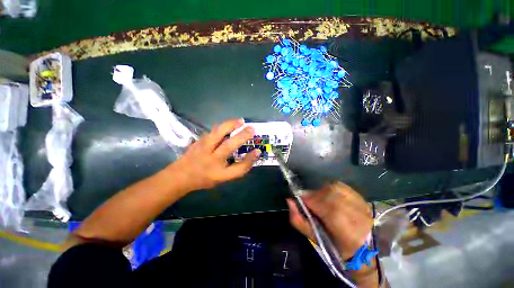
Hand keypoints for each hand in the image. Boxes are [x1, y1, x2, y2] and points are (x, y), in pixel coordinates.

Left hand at [170, 118, 259, 191]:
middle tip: (252, 129)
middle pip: (229, 145)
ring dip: (231, 125)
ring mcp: (203, 148)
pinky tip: (230, 124)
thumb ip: (238, 168)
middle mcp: (211, 160)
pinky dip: (223, 126)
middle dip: (242, 136)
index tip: (257, 151)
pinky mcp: (199, 141)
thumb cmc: (205, 178)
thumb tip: (253, 153)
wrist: (180, 175)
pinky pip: (213, 131)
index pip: (238, 168)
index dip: (249, 160)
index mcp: (218, 173)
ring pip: (218, 133)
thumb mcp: (223, 178)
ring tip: (241, 121)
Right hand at [287, 182, 372, 259]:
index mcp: (346, 231)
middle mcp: (356, 214)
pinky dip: (331, 189)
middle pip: (329, 194)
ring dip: (322, 192)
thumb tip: (289, 201)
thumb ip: (298, 219)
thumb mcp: (314, 237)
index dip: (310, 201)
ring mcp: (361, 204)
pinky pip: (341, 186)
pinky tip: (330, 196)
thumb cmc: (335, 246)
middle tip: (311, 202)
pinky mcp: (361, 197)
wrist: (362, 248)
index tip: (302, 202)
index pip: (325, 207)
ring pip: (334, 188)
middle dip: (315, 196)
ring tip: (320, 200)